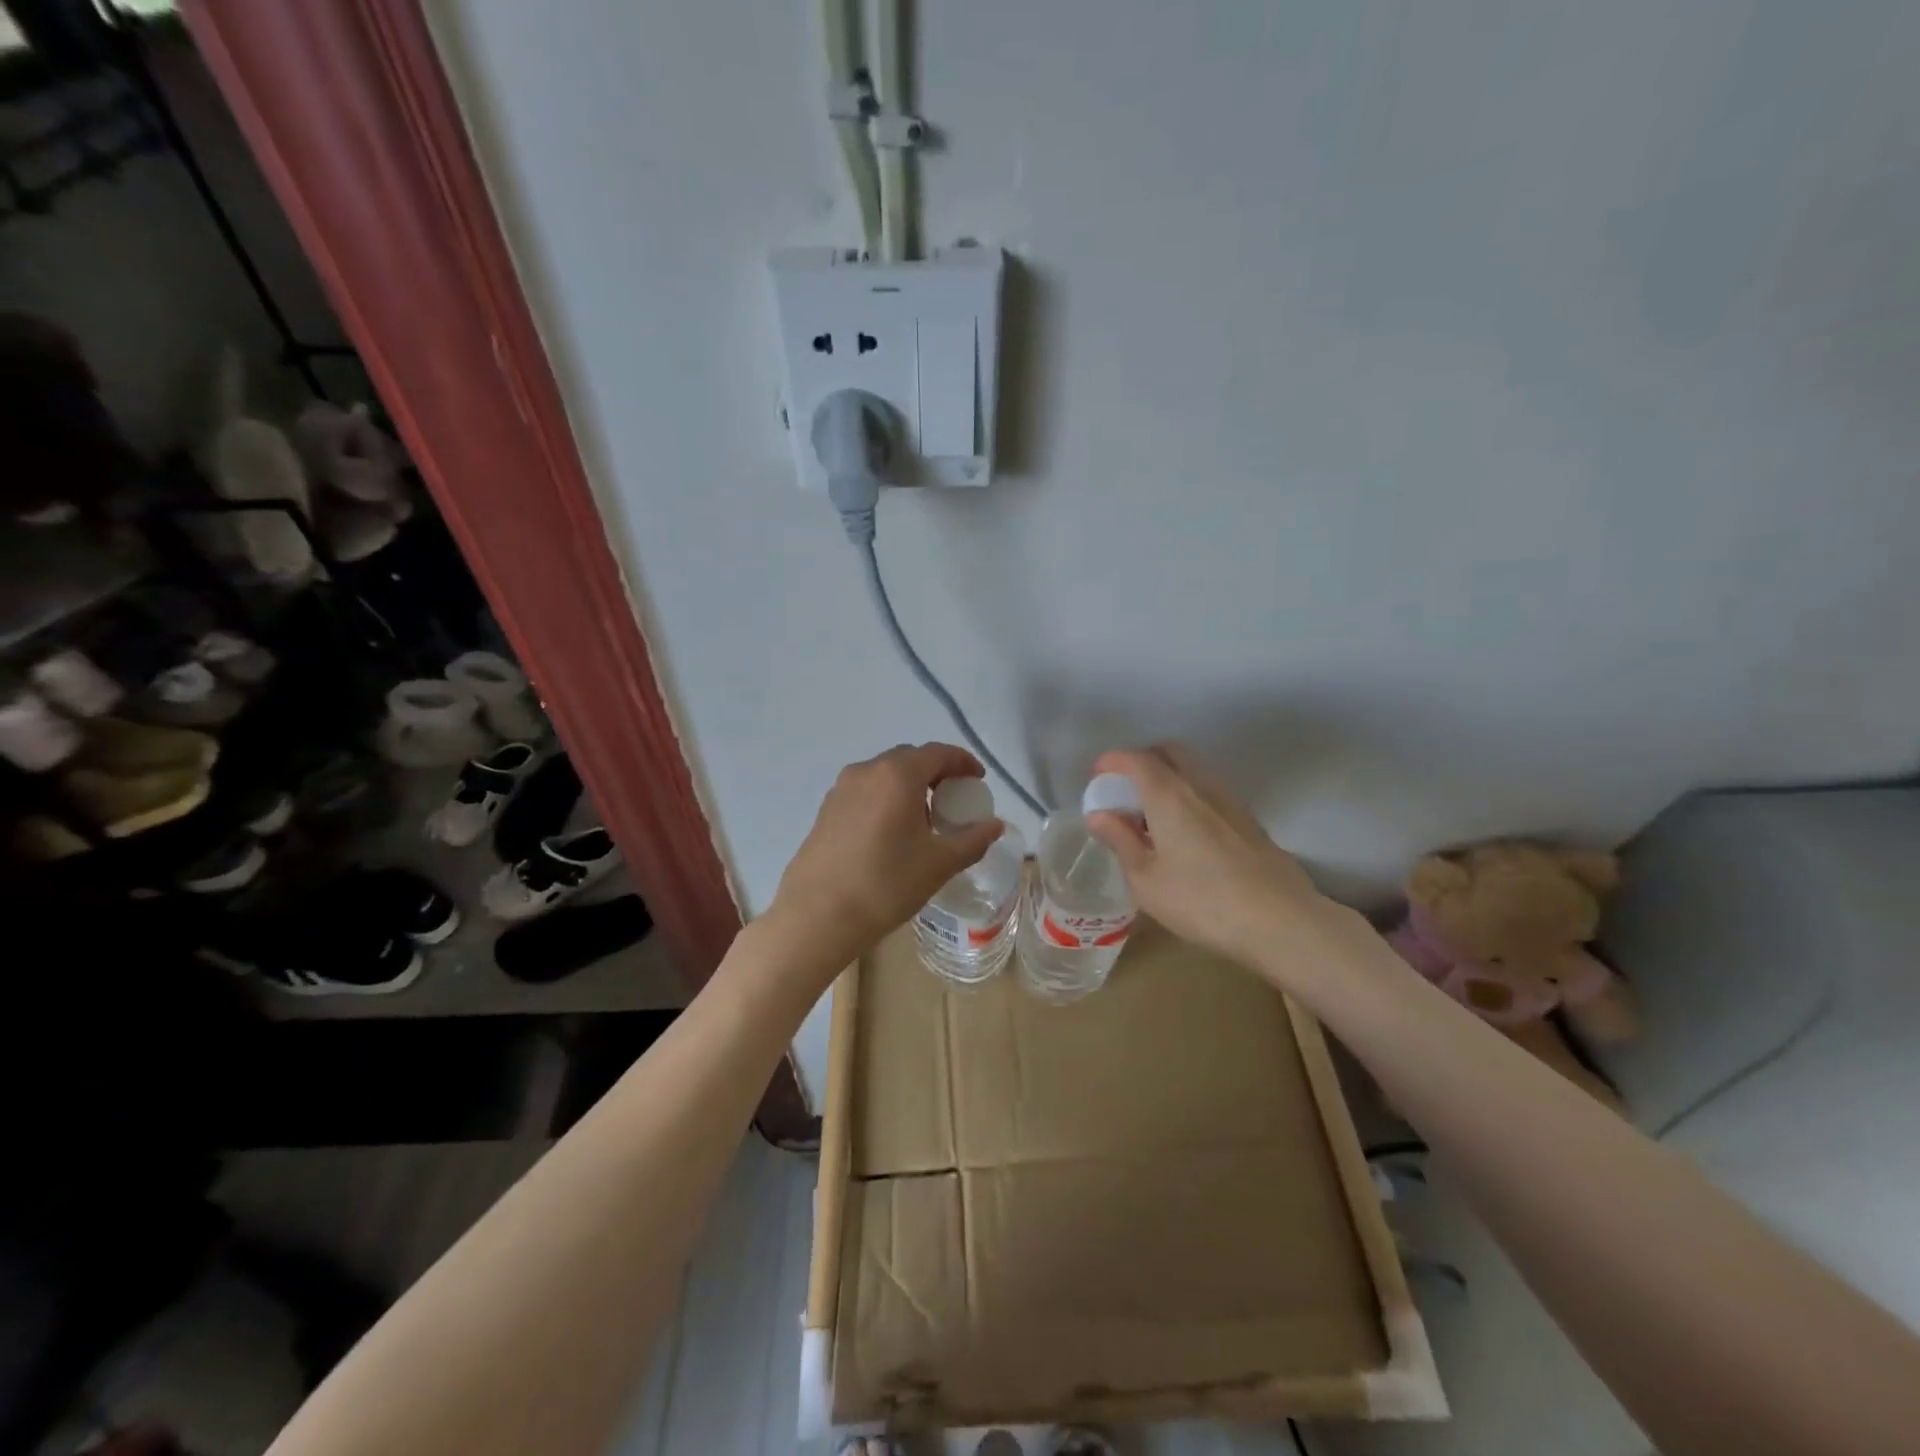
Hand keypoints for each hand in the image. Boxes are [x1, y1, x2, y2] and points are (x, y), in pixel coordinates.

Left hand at [770, 743, 1003, 966]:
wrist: (817, 916)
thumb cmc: (885, 884)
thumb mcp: (939, 864)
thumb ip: (972, 840)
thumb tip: (995, 826)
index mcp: (897, 775)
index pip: (938, 753)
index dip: (963, 762)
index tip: (978, 780)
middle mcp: (866, 771)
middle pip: (909, 759)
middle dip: (935, 773)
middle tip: (953, 799)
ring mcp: (840, 789)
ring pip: (884, 775)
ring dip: (908, 787)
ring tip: (924, 819)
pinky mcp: (825, 810)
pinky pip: (865, 792)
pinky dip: (886, 800)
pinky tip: (891, 833)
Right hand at [1085, 744, 1332, 975]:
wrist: (1280, 921)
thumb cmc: (1202, 901)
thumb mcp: (1146, 880)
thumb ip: (1121, 841)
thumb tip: (1099, 814)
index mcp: (1169, 795)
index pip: (1136, 759)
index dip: (1112, 761)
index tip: (1097, 775)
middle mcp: (1201, 786)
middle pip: (1170, 751)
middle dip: (1143, 759)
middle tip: (1124, 787)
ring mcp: (1230, 801)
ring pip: (1194, 769)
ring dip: (1168, 776)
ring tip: (1151, 812)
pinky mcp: (1249, 820)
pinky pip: (1210, 790)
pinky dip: (1189, 794)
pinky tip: (1184, 830)